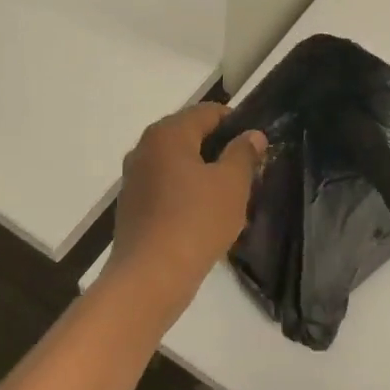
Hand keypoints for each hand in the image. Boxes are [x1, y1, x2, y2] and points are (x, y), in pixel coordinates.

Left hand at [106, 102, 265, 315]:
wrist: (150, 277)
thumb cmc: (195, 221)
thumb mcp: (232, 184)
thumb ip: (243, 153)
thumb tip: (252, 135)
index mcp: (167, 134)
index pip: (208, 112)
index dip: (236, 124)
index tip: (257, 146)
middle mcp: (145, 148)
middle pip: (191, 137)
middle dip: (220, 150)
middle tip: (248, 173)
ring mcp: (134, 178)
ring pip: (178, 165)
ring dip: (204, 174)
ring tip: (231, 198)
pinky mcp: (132, 206)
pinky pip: (166, 189)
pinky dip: (186, 194)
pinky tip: (205, 217)